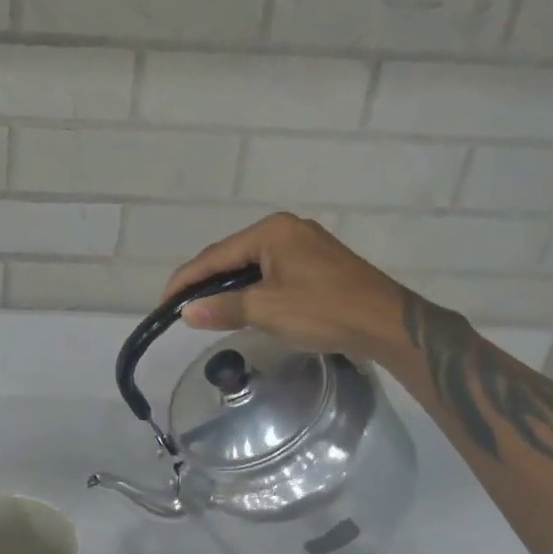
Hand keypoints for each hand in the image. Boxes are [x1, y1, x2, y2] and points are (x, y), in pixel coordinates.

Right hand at [162, 213, 413, 359]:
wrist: (388, 324)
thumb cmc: (324, 310)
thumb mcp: (267, 310)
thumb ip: (223, 308)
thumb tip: (187, 312)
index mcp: (272, 231)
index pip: (215, 255)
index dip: (186, 280)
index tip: (164, 303)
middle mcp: (286, 229)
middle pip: (232, 255)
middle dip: (205, 281)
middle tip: (182, 307)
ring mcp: (305, 244)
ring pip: (252, 264)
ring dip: (228, 286)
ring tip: (205, 308)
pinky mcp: (317, 263)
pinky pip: (271, 271)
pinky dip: (251, 288)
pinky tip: (243, 304)